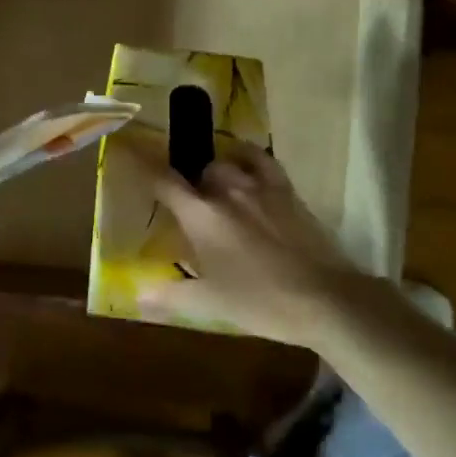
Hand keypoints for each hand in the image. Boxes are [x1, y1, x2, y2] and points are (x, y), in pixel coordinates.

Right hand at [129, 139, 367, 347]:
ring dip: (217, 172)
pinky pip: (263, 161)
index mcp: (201, 215)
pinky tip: (247, 165)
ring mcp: (259, 187)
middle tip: (188, 206)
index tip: (130, 153)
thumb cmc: (261, 301)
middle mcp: (226, 191)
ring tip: (216, 188)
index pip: (163, 182)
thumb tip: (138, 296)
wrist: (325, 298)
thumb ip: (171, 295)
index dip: (143, 166)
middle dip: (189, 182)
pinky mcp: (287, 191)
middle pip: (198, 171)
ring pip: (228, 163)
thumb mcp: (210, 303)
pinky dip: (249, 158)